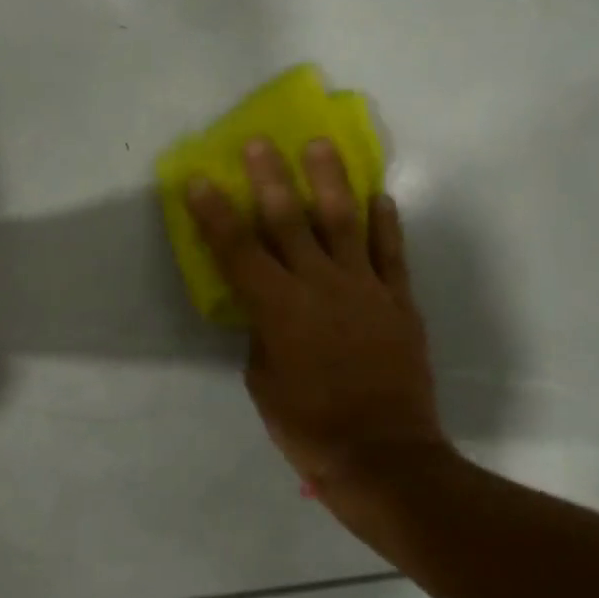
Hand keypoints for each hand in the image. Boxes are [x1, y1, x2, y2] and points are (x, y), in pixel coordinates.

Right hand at [186, 138, 446, 486]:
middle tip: (259, 142)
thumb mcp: (262, 381)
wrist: (383, 455)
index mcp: (277, 309)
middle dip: (269, 178)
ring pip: (343, 222)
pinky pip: (391, 252)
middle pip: (289, 221)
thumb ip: (263, 333)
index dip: (215, 214)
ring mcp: (364, 288)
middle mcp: (319, 286)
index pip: (237, 250)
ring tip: (320, 145)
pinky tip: (379, 197)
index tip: (199, 180)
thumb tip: (271, 309)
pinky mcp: (399, 301)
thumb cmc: (308, 425)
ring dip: (329, 180)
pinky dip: (384, 223)